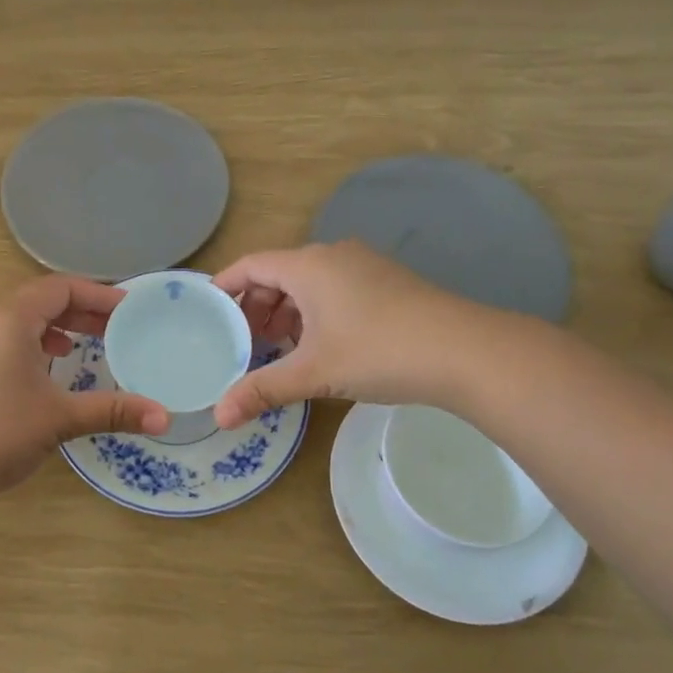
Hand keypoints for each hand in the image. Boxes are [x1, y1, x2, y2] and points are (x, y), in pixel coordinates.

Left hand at [0, 276, 170, 501]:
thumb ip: (113, 411)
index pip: (60, 288)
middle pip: (37, 300)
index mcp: (8, 319)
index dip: (97, 294)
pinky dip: (25, 342)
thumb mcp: (59, 419)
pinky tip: (36, 371)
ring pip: (14, 320)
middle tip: (112, 328)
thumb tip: (164, 417)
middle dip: (77, 312)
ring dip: (50, 327)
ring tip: (77, 347)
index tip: (127, 309)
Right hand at [211, 241, 470, 426]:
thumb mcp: (313, 373)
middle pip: (279, 273)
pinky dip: (315, 312)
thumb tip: (218, 417)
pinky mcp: (387, 282)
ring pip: (309, 283)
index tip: (208, 308)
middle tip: (244, 341)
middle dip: (257, 306)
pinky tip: (320, 345)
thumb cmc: (378, 351)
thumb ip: (262, 389)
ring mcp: (364, 266)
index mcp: (307, 266)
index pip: (251, 264)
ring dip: (287, 311)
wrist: (464, 351)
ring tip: (278, 348)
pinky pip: (335, 289)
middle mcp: (332, 256)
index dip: (226, 284)